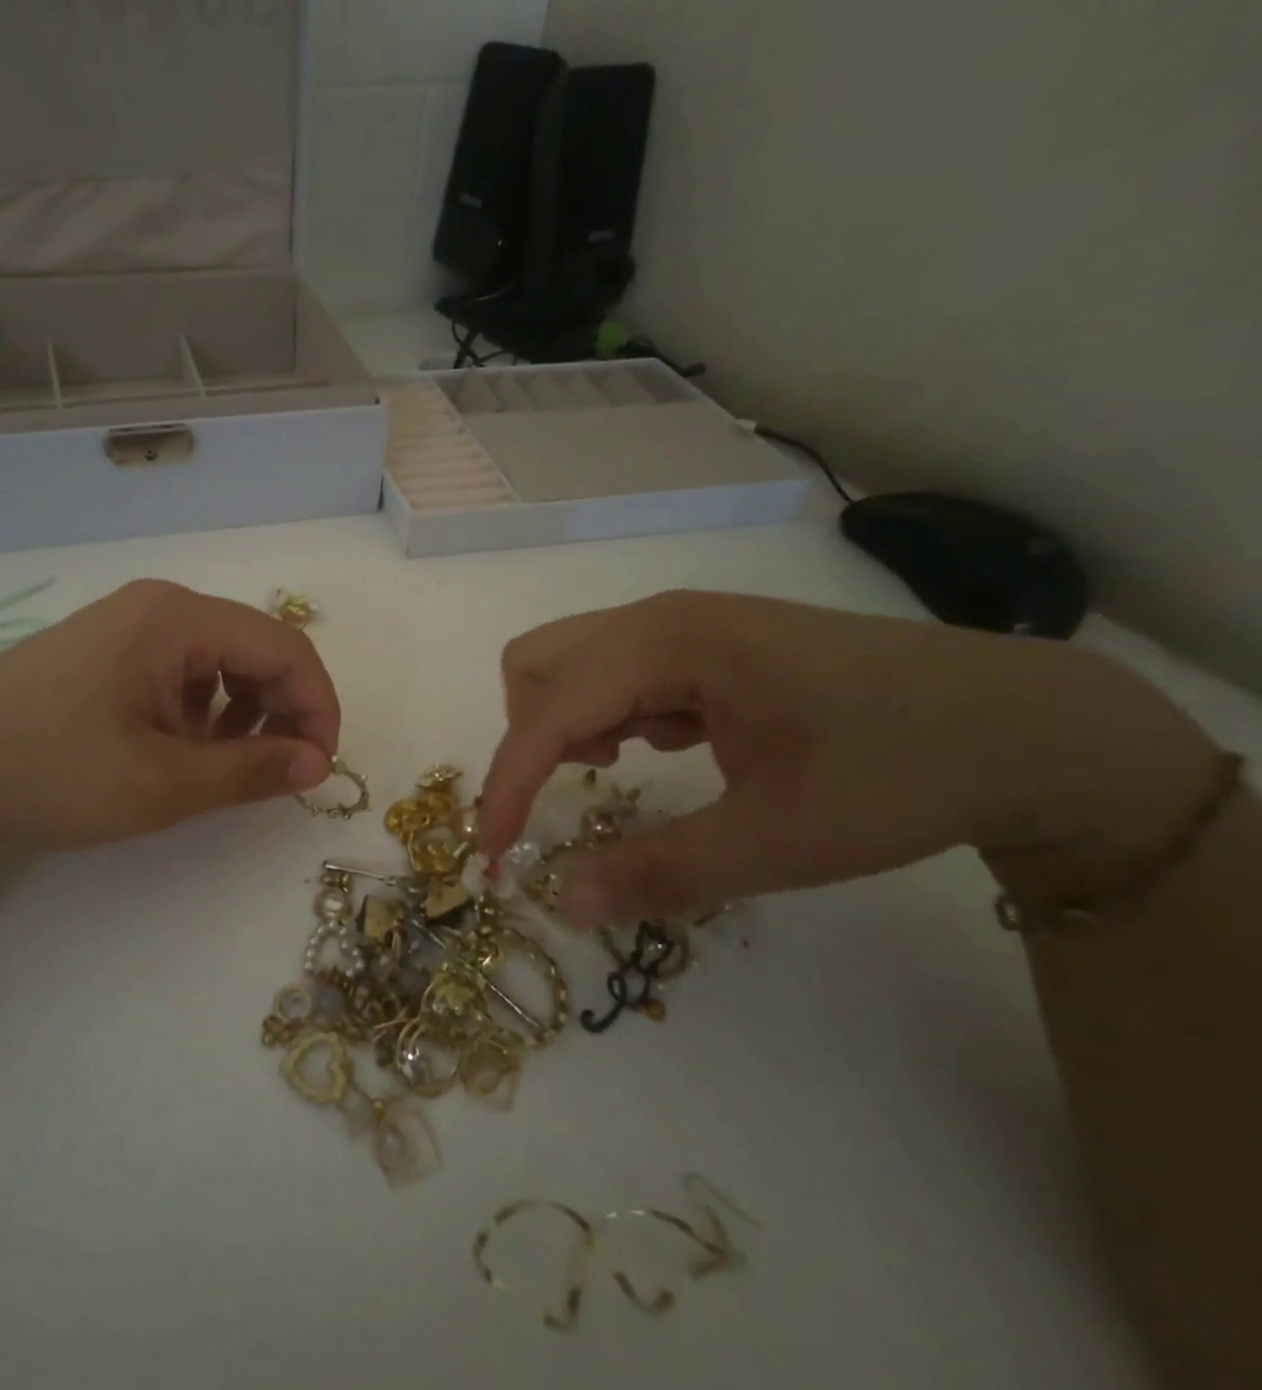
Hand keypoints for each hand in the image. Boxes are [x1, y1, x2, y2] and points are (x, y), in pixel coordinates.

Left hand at [0, 580, 339, 848]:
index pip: (285, 648)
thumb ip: (249, 771)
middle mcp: (160, 606)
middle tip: (281, 773)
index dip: (318, 707)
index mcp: (178, 619)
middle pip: (256, 647)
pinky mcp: (108, 649)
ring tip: (226, 764)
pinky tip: (182, 748)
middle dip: (283, 710)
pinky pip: (182, 670)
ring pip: (221, 660)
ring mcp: (130, 624)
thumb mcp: (160, 784)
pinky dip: (203, 709)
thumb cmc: (48, 772)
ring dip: (244, 711)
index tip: (319, 768)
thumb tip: (317, 765)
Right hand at [477, 591, 1220, 925]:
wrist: (1027, 726)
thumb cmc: (897, 773)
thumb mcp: (776, 841)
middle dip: (530, 735)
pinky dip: (609, 711)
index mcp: (667, 643)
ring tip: (625, 766)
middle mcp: (660, 618)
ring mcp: (685, 622)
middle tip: (578, 789)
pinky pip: (617, 667)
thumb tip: (560, 903)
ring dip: (567, 720)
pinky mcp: (707, 640)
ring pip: (573, 661)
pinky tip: (672, 742)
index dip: (508, 785)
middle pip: (538, 663)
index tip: (494, 856)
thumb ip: (657, 871)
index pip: (547, 712)